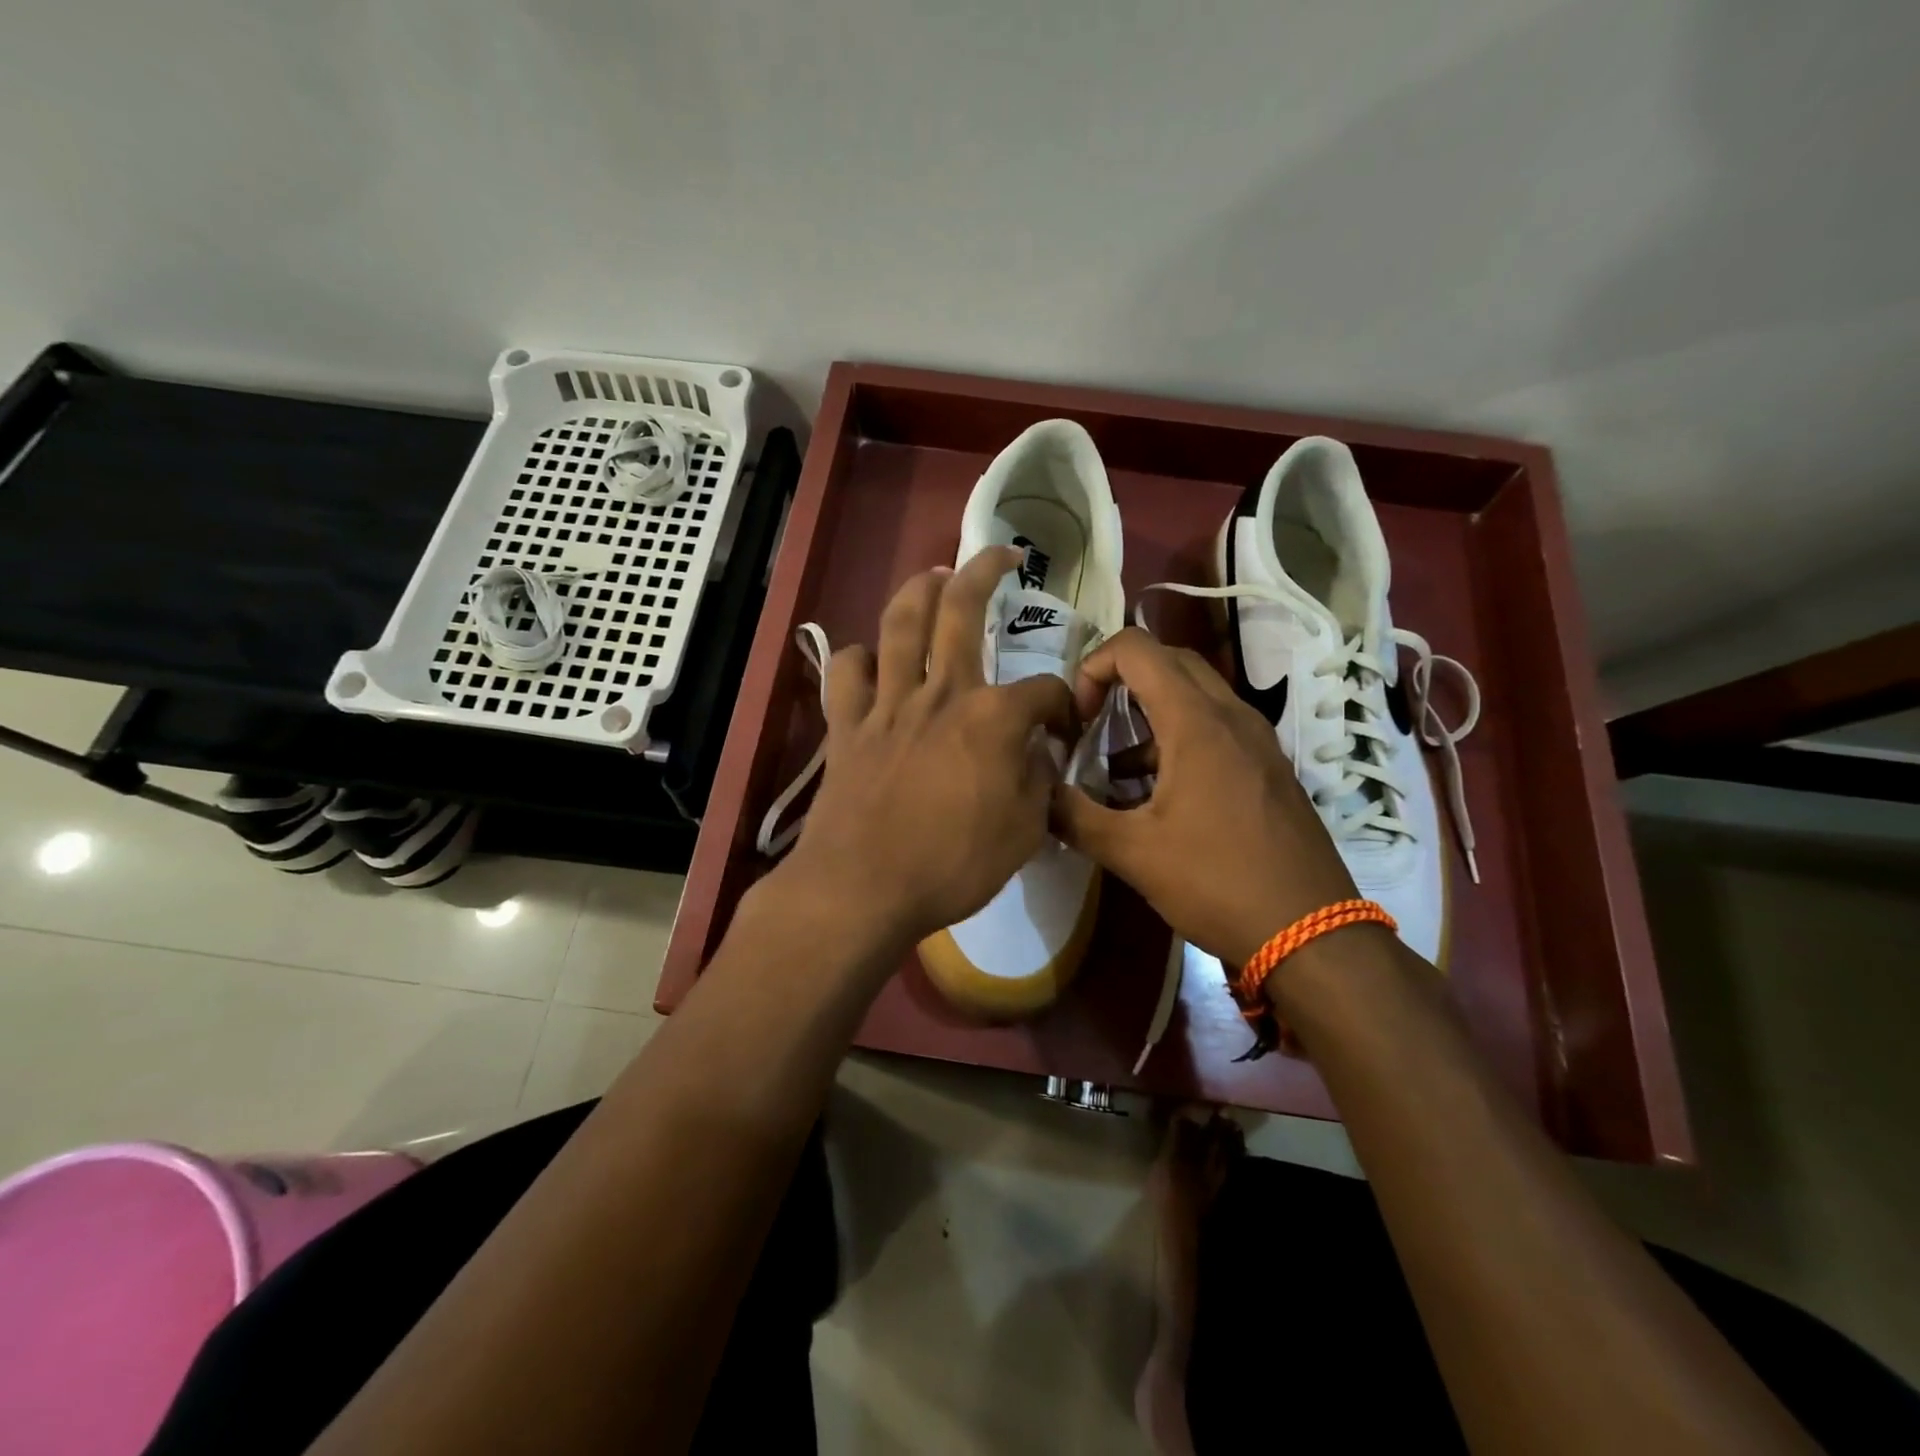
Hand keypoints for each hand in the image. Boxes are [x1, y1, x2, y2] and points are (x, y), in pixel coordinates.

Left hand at [776, 547, 1074, 954]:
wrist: (864, 887)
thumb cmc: (952, 865)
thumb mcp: (1024, 833)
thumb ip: (1037, 782)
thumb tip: (1037, 752)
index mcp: (993, 718)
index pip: (1043, 690)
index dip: (1064, 701)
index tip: (1066, 723)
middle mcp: (942, 694)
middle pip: (961, 612)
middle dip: (984, 572)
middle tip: (1001, 555)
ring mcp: (889, 704)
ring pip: (901, 624)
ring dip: (919, 590)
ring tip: (935, 574)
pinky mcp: (847, 724)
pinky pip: (847, 673)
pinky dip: (859, 659)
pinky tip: (871, 661)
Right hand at [1052, 628, 1357, 967]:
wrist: (1311, 933)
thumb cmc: (1216, 883)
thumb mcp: (1132, 853)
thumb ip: (1075, 816)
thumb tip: (1037, 796)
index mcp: (1196, 722)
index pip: (1136, 649)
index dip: (1094, 668)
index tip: (1079, 718)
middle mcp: (1231, 716)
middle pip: (1169, 661)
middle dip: (1121, 680)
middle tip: (1093, 724)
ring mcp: (1257, 740)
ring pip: (1195, 695)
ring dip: (1150, 713)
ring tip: (1117, 768)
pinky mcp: (1268, 767)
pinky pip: (1216, 727)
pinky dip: (1178, 737)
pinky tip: (1157, 794)